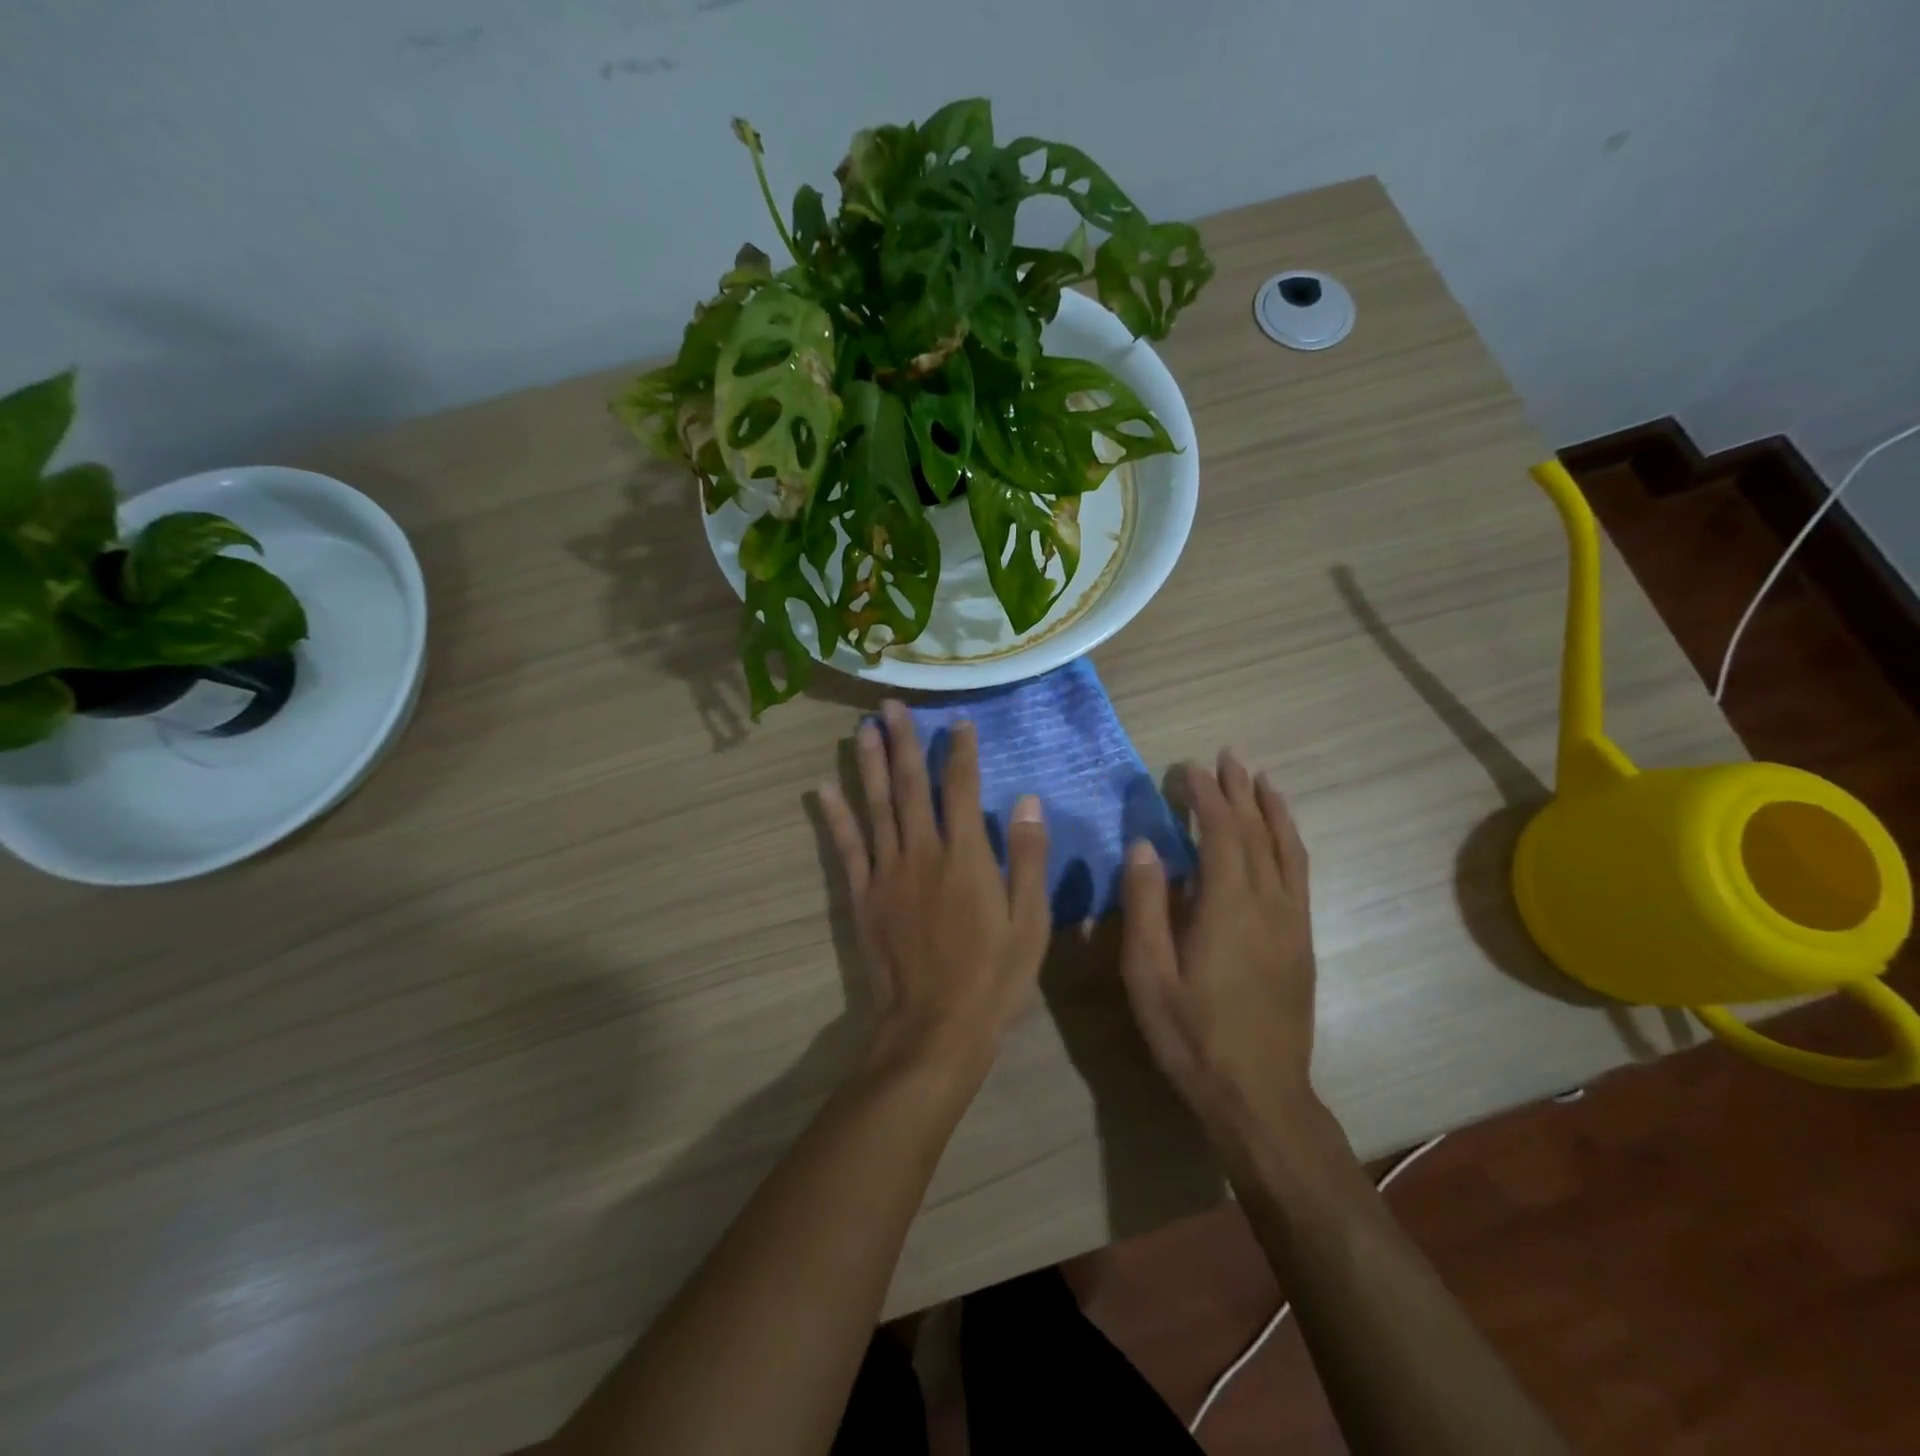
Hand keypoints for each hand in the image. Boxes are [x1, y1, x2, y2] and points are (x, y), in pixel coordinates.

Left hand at [818, 701, 1050, 1073]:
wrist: (936, 1027)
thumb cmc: (994, 976)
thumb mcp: (1030, 921)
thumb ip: (1029, 858)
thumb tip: (1029, 802)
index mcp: (966, 855)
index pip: (963, 788)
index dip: (961, 751)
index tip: (958, 721)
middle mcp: (923, 852)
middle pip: (912, 786)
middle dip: (904, 742)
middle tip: (891, 705)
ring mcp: (888, 872)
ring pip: (877, 807)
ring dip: (870, 765)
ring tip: (863, 729)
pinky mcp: (863, 896)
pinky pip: (847, 848)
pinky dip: (836, 817)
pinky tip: (825, 789)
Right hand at [1119, 750, 1321, 1147]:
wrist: (1260, 1095)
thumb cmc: (1192, 1035)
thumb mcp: (1149, 974)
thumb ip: (1145, 905)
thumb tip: (1145, 846)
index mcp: (1228, 907)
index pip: (1221, 833)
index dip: (1206, 795)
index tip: (1188, 767)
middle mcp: (1268, 904)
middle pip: (1258, 832)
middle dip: (1241, 790)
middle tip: (1228, 756)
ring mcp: (1292, 922)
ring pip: (1288, 850)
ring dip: (1273, 809)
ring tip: (1261, 779)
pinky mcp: (1302, 941)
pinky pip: (1299, 875)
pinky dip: (1290, 842)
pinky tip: (1281, 836)